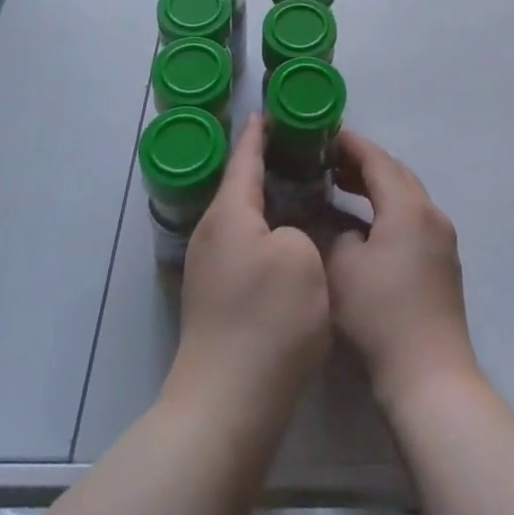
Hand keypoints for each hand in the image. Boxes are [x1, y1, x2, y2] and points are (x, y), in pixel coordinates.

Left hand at [167, 114, 330, 422]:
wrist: (227, 406)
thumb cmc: (268, 320)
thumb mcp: (301, 256)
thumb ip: (298, 228)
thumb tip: (287, 235)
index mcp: (229, 213)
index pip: (245, 157)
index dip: (260, 132)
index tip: (273, 109)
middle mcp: (212, 233)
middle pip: (240, 185)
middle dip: (267, 163)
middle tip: (302, 147)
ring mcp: (210, 268)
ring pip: (243, 217)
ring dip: (268, 199)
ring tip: (302, 186)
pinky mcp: (217, 297)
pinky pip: (245, 244)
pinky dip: (267, 229)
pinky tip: (291, 238)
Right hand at [327, 132, 479, 413]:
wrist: (428, 375)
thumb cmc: (380, 315)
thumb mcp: (341, 268)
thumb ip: (332, 232)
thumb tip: (332, 221)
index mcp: (408, 206)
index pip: (377, 159)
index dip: (350, 145)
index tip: (324, 136)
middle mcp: (431, 213)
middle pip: (395, 173)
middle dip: (363, 163)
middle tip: (328, 161)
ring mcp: (441, 237)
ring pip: (406, 196)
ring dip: (376, 186)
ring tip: (341, 186)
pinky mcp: (443, 261)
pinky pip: (412, 218)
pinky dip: (388, 210)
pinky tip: (363, 225)